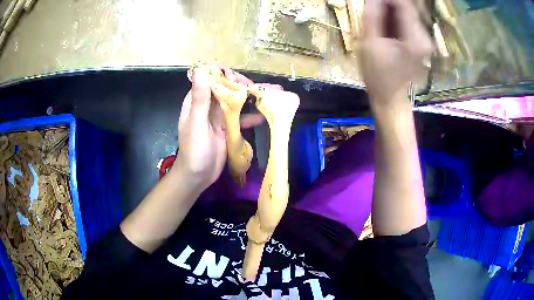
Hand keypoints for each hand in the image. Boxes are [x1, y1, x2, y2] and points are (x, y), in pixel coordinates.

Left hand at [175, 68, 281, 190]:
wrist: (197, 177)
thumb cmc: (194, 150)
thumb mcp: (197, 123)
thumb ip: (200, 98)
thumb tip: (200, 70)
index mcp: (198, 100)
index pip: (214, 79)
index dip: (229, 77)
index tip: (244, 82)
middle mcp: (209, 105)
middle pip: (229, 89)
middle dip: (248, 87)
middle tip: (268, 89)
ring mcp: (220, 116)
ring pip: (238, 102)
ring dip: (255, 99)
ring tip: (275, 95)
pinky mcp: (228, 128)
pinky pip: (242, 118)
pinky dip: (253, 115)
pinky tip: (267, 114)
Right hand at [360, 0, 432, 106]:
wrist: (389, 97)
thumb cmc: (378, 75)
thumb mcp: (370, 43)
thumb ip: (373, 16)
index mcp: (416, 40)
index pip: (404, 5)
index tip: (372, 1)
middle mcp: (425, 38)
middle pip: (407, 8)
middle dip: (387, 4)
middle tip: (372, 11)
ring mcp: (425, 41)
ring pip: (406, 14)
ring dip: (390, 11)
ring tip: (376, 21)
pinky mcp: (421, 43)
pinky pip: (407, 22)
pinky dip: (394, 19)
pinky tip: (384, 27)